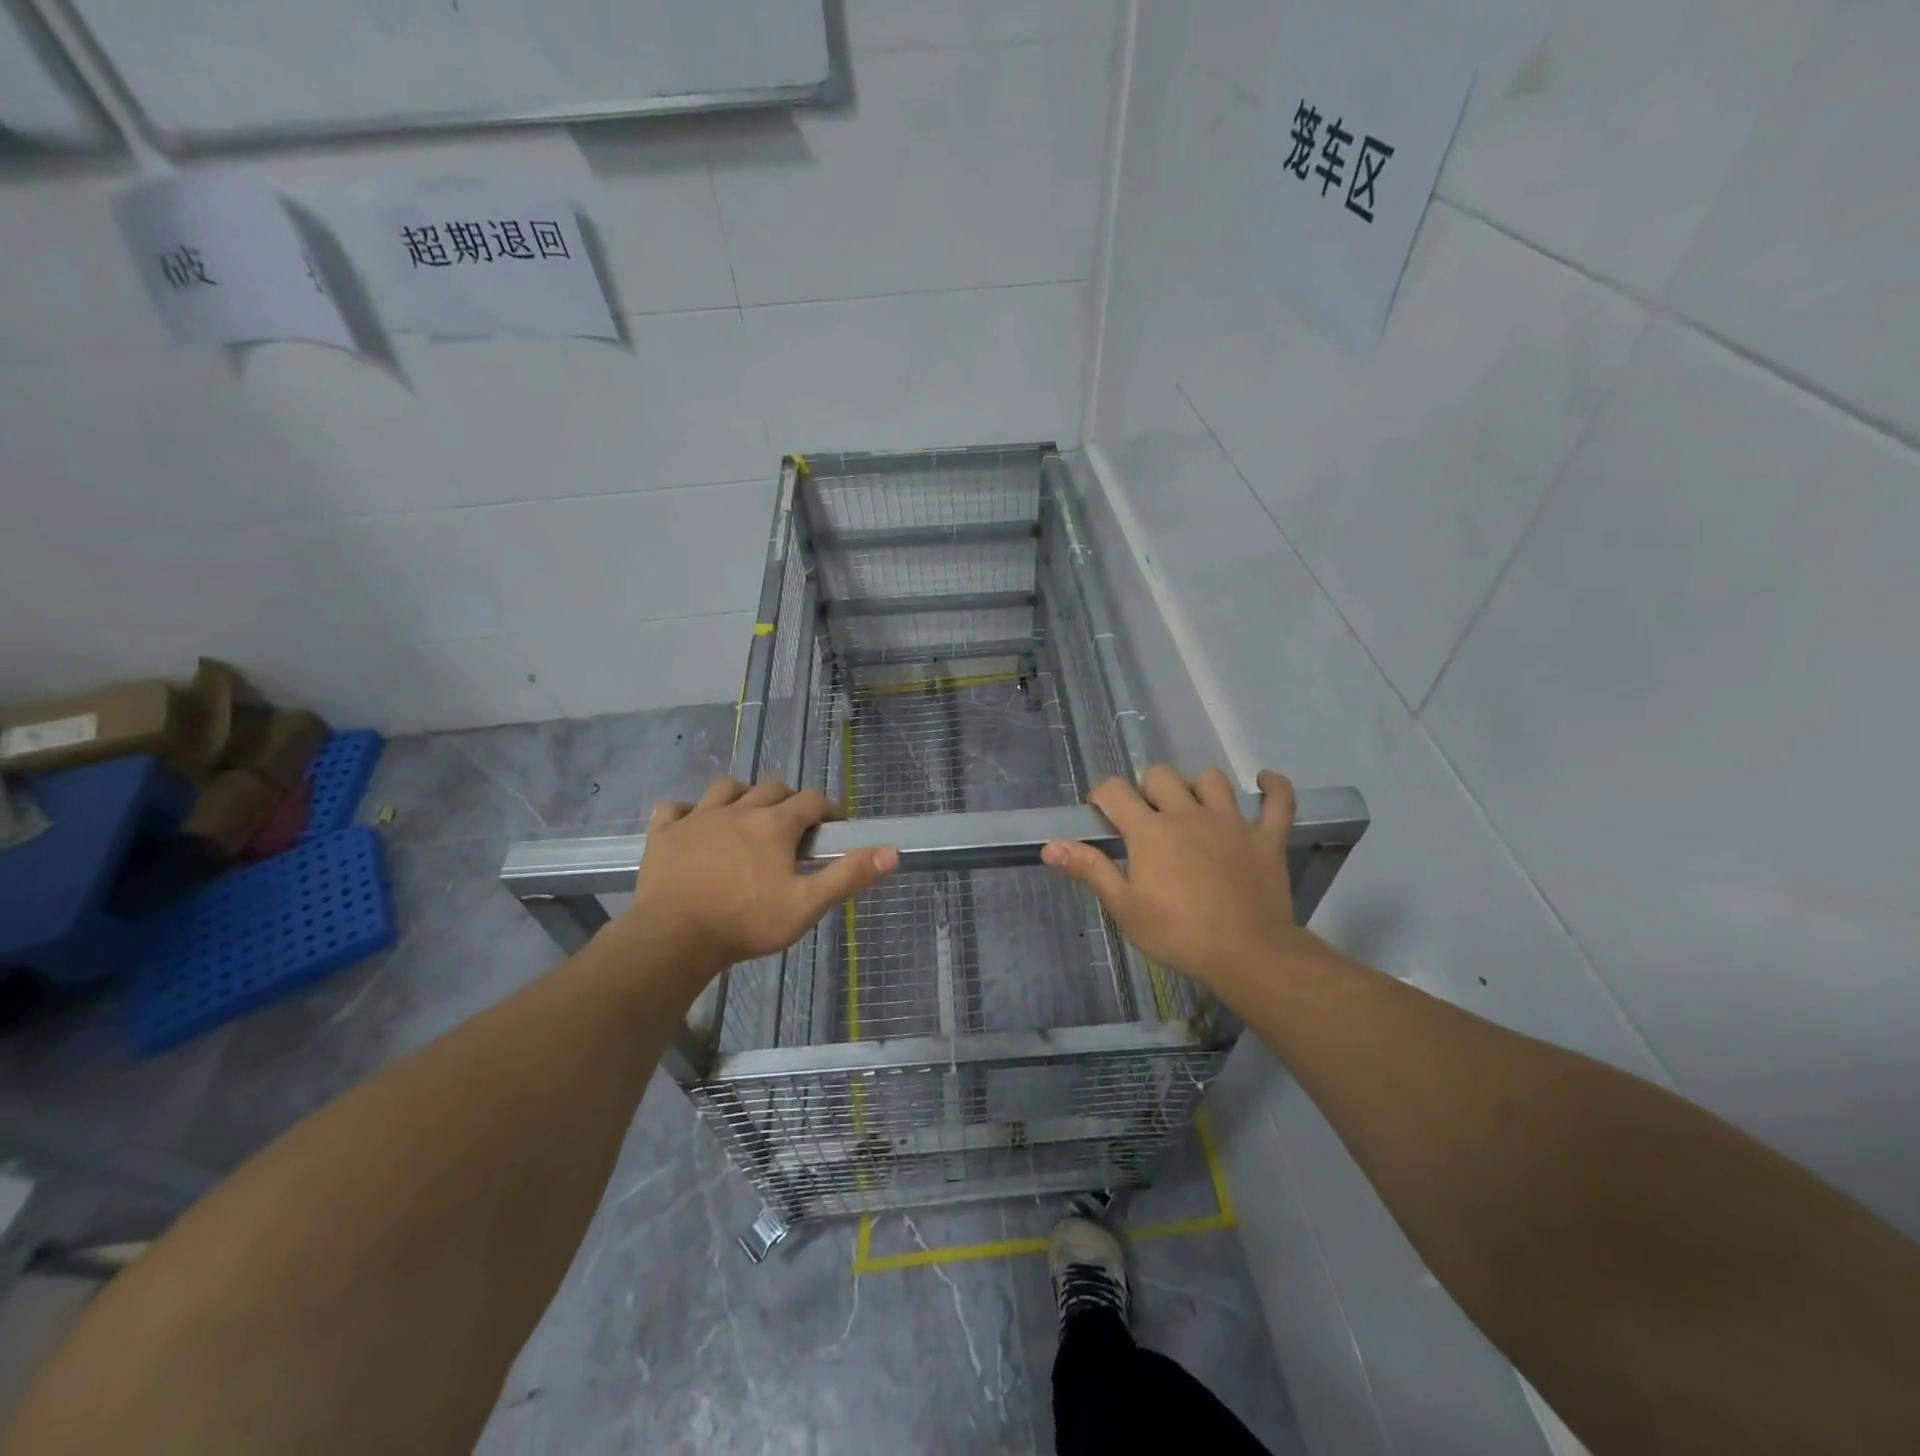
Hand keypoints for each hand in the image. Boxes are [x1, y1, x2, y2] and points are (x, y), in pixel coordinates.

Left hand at [622, 777, 897, 980]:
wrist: (673, 939)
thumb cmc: (746, 923)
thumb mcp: (806, 905)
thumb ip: (848, 876)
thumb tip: (892, 851)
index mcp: (774, 825)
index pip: (811, 800)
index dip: (827, 809)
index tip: (833, 826)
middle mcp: (738, 810)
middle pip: (771, 788)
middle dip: (788, 800)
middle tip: (793, 828)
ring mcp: (697, 819)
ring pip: (725, 788)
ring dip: (741, 796)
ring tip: (746, 818)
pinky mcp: (664, 834)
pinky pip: (674, 808)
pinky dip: (686, 812)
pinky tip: (692, 826)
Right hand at [1042, 766, 1303, 996]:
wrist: (1247, 955)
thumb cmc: (1178, 934)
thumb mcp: (1124, 907)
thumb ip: (1090, 869)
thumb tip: (1050, 846)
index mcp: (1150, 831)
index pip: (1115, 790)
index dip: (1102, 795)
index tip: (1101, 815)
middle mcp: (1188, 814)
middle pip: (1161, 776)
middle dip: (1147, 790)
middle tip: (1146, 819)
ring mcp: (1231, 822)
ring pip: (1212, 779)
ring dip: (1198, 787)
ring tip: (1193, 808)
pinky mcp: (1266, 838)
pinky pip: (1278, 801)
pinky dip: (1274, 788)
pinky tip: (1265, 783)